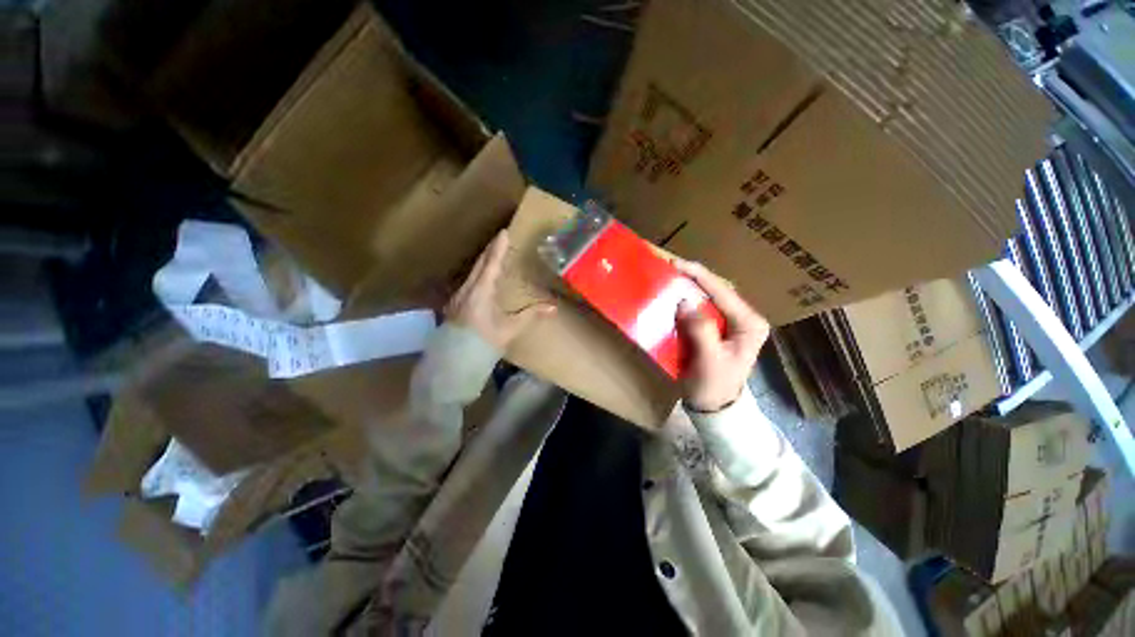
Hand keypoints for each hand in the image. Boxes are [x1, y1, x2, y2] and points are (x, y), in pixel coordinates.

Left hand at [445, 230, 555, 348]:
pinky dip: (477, 275)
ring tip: (492, 255)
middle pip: (480, 264)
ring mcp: (458, 296)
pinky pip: (468, 282)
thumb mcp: (510, 328)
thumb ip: (531, 315)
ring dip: (483, 262)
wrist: (456, 360)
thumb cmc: (485, 342)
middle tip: (499, 240)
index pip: (492, 264)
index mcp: (481, 291)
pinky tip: (480, 279)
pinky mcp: (455, 304)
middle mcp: (467, 289)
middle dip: (490, 251)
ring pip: (472, 273)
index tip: (504, 232)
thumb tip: (553, 307)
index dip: (499, 248)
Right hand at [673, 260, 769, 412]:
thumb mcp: (709, 360)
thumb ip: (700, 330)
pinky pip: (698, 308)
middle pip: (714, 290)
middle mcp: (741, 317)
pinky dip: (683, 301)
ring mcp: (728, 322)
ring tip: (666, 275)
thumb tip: (684, 300)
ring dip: (685, 286)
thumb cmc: (714, 386)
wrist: (713, 406)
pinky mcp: (714, 328)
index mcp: (749, 323)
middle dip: (691, 277)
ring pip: (705, 297)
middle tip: (667, 266)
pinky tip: (670, 295)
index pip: (722, 291)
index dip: (698, 275)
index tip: (675, 263)